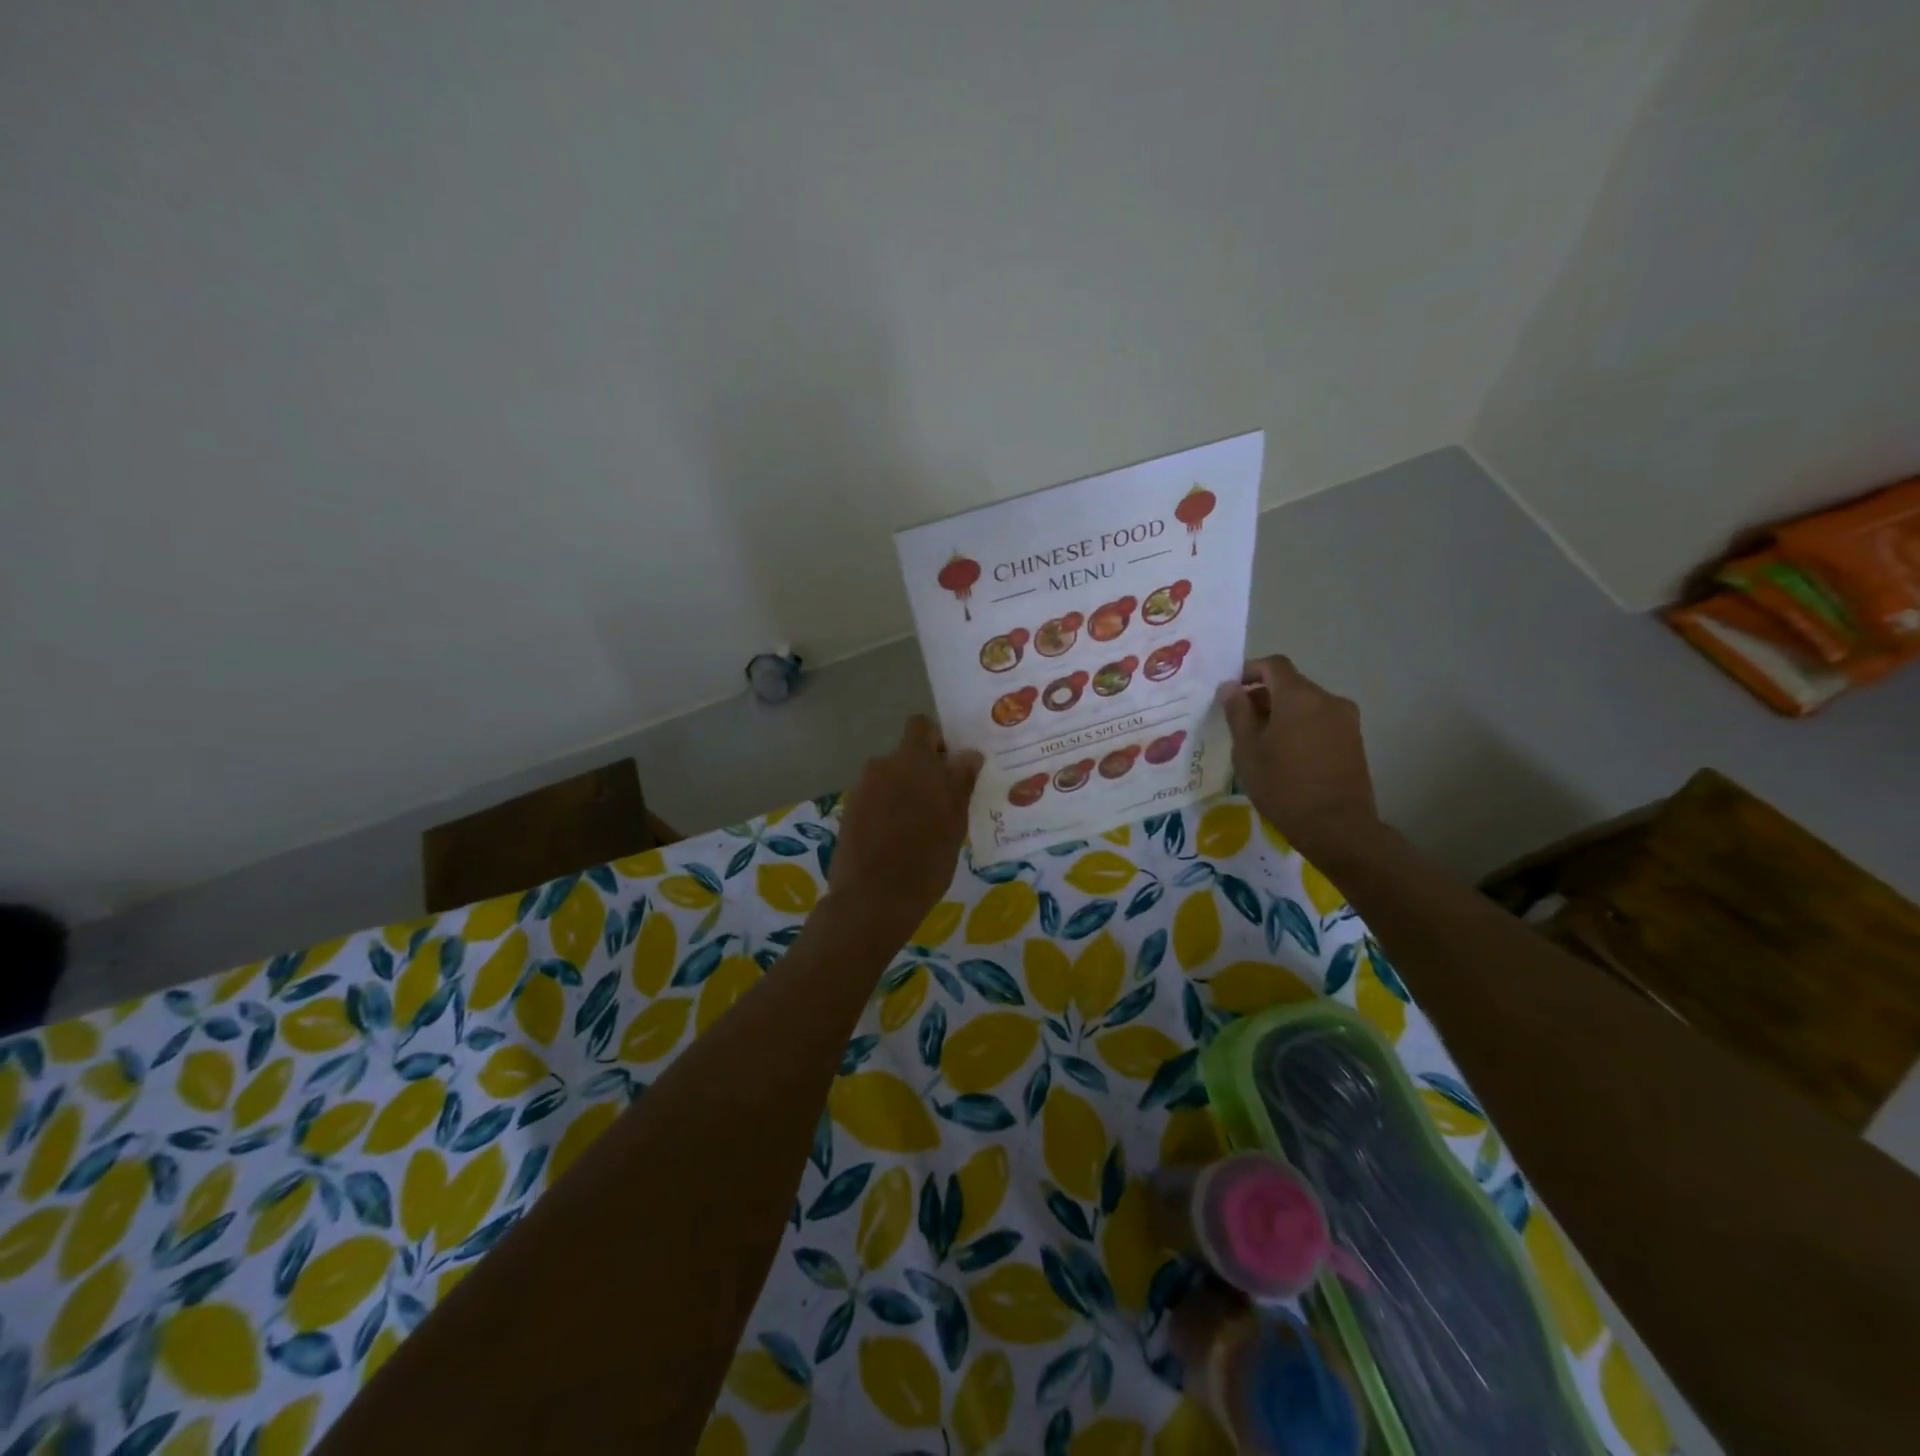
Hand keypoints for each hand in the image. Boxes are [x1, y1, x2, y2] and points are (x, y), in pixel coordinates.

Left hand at [829, 716, 981, 939]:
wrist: (871, 900)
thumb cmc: (925, 860)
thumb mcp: (955, 823)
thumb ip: (960, 782)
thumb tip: (969, 754)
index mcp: (912, 761)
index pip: (921, 726)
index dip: (937, 740)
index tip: (951, 766)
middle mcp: (882, 766)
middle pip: (906, 756)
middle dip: (923, 771)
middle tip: (942, 802)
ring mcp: (861, 789)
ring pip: (890, 779)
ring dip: (904, 792)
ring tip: (920, 827)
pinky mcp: (848, 812)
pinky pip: (875, 799)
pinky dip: (887, 810)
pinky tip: (897, 840)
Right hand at [1217, 656, 1378, 861]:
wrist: (1336, 827)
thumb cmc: (1283, 785)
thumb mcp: (1247, 750)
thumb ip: (1237, 712)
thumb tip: (1230, 686)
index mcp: (1299, 696)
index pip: (1273, 665)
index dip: (1249, 671)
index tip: (1230, 690)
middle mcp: (1327, 699)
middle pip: (1291, 685)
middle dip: (1264, 696)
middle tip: (1240, 722)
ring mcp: (1345, 720)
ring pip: (1306, 704)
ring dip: (1283, 713)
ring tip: (1262, 743)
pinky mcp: (1354, 740)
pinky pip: (1320, 721)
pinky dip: (1300, 727)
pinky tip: (1286, 755)